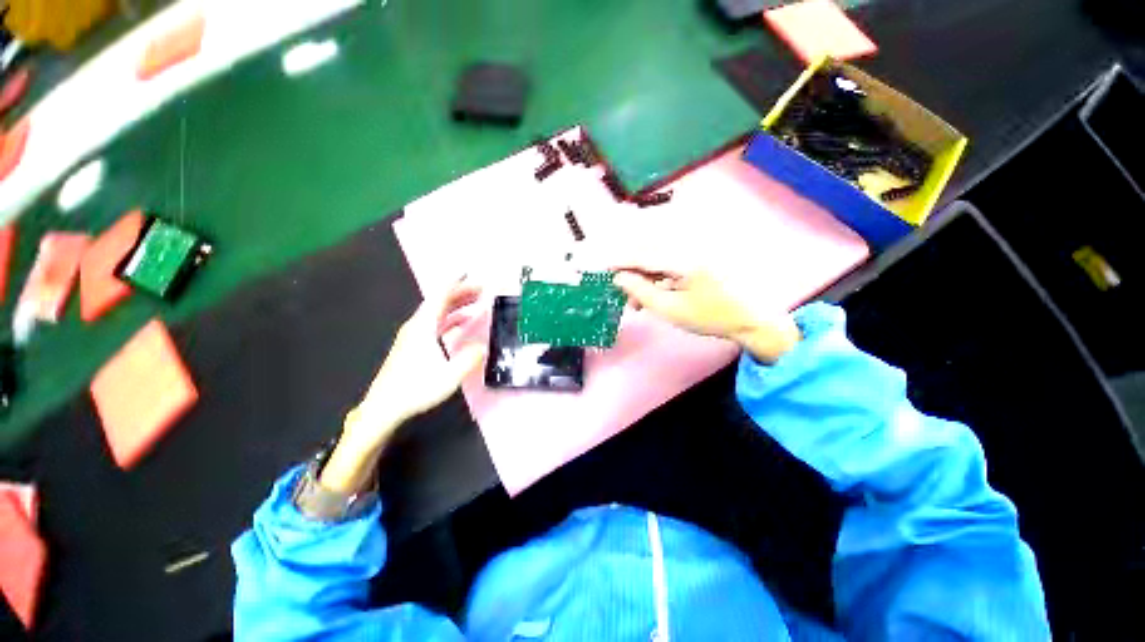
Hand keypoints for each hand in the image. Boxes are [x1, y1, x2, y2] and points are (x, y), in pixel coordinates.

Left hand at [320, 281, 486, 493]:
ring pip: (437, 312)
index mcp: (423, 327)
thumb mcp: (449, 376)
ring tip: (476, 301)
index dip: (455, 283)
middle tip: (481, 288)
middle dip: (461, 292)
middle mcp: (416, 326)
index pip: (440, 297)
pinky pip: (435, 323)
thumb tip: (484, 345)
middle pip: (440, 302)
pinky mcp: (413, 345)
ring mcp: (413, 335)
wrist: (384, 407)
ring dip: (457, 304)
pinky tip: (461, 323)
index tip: (468, 272)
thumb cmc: (415, 389)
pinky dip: (451, 318)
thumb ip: (469, 359)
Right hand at [612, 267, 800, 363]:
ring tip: (637, 301)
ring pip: (658, 256)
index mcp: (684, 259)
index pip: (642, 255)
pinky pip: (670, 260)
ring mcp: (697, 249)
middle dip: (629, 269)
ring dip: (643, 275)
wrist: (753, 318)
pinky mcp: (700, 255)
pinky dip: (657, 275)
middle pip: (648, 250)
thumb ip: (642, 292)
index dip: (618, 260)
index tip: (600, 267)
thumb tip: (619, 277)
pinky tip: (653, 293)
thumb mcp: (671, 310)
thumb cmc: (712, 317)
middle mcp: (690, 246)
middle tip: (620, 289)